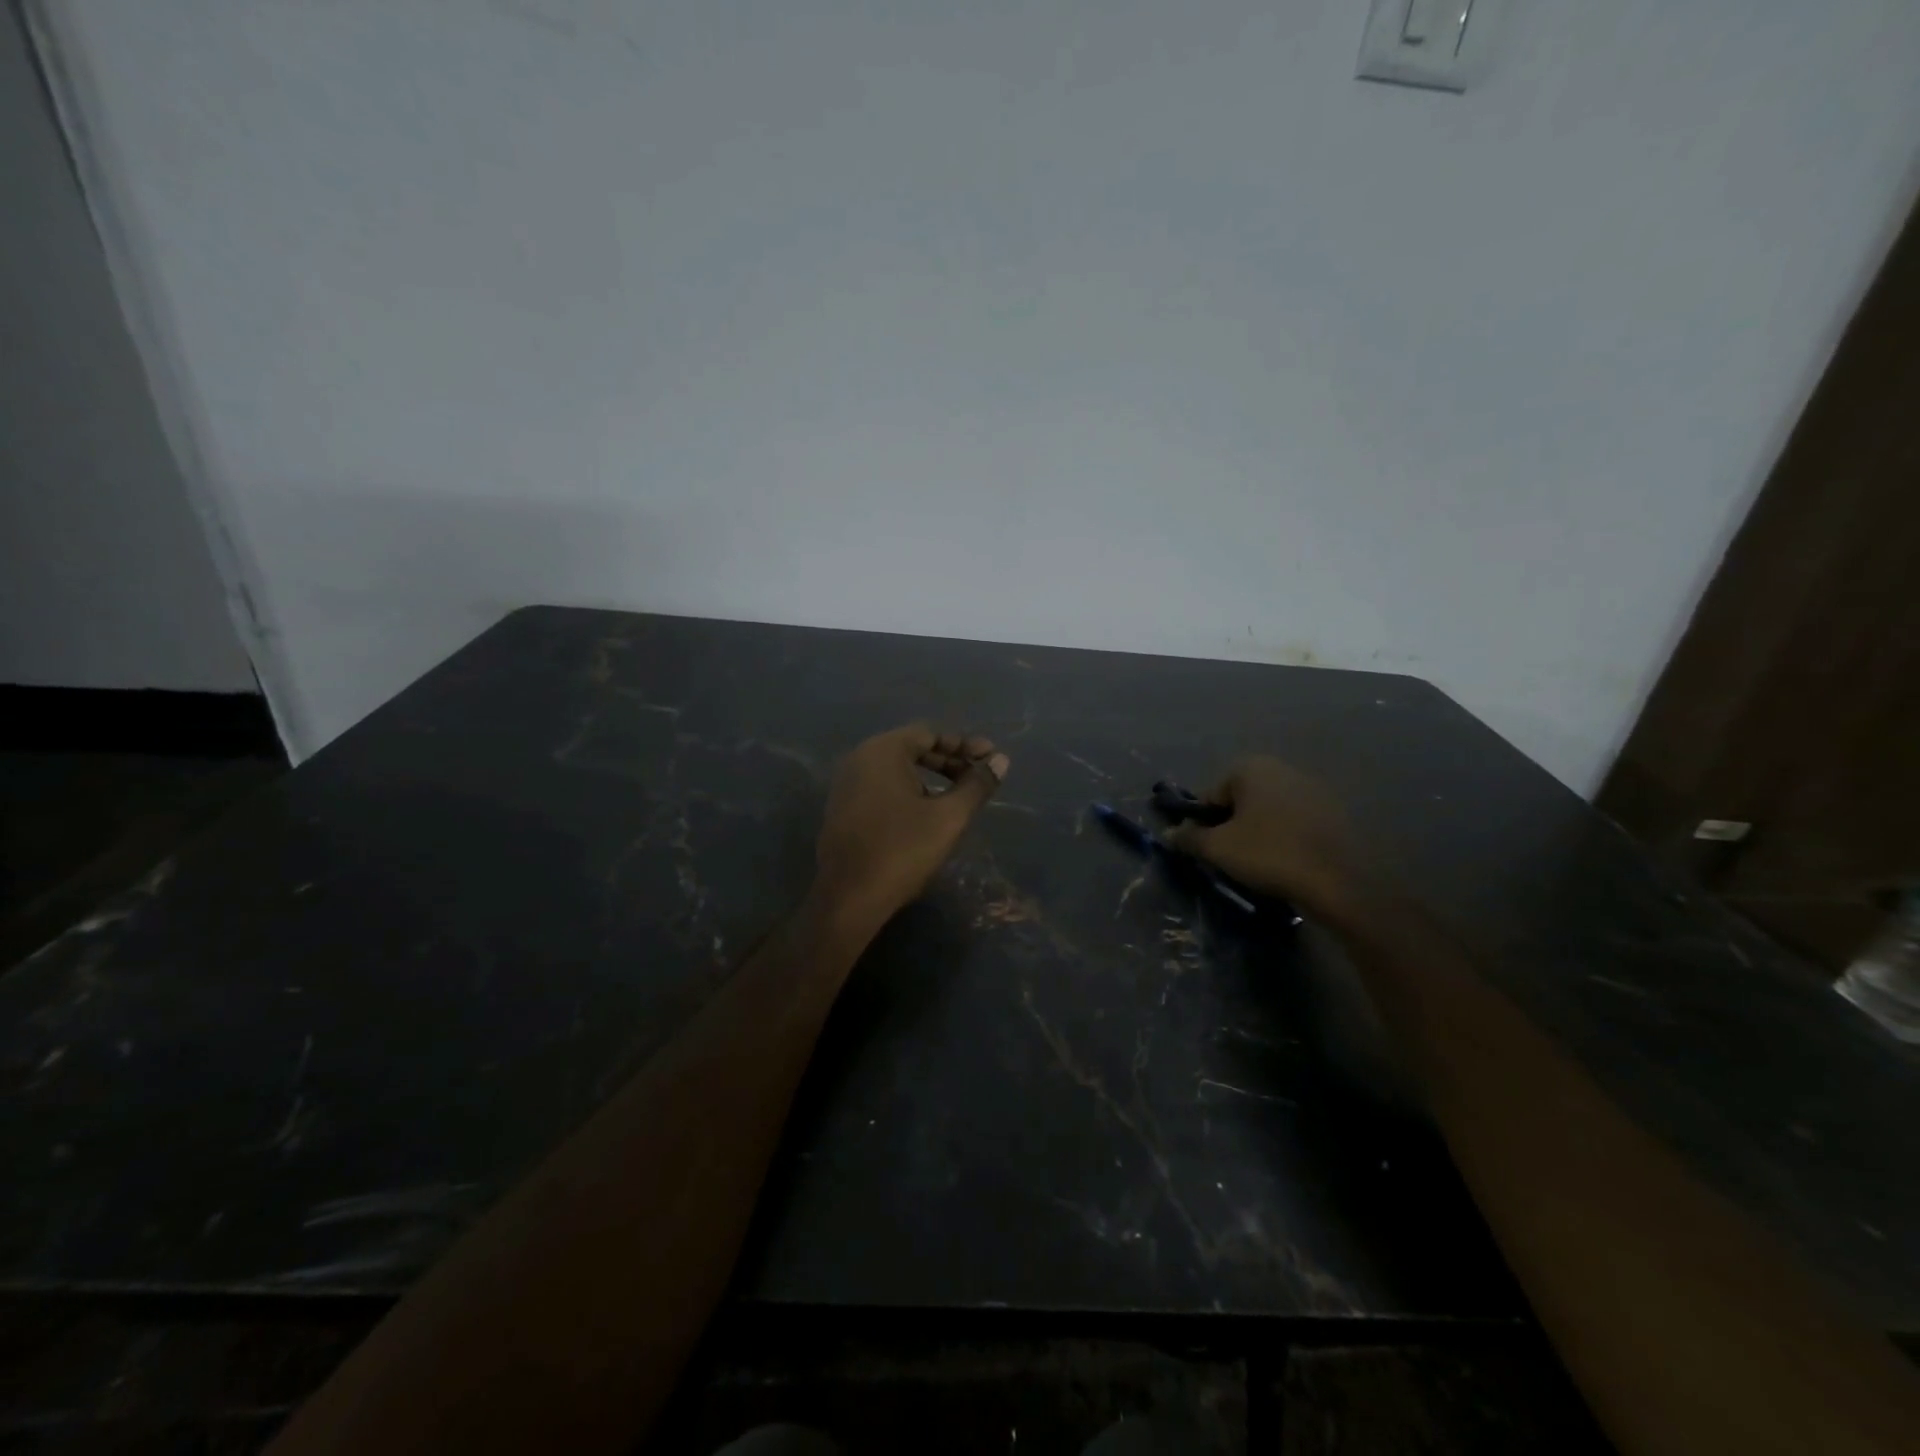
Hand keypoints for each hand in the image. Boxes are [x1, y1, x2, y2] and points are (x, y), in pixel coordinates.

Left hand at [814, 725, 1009, 931]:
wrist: (848, 898)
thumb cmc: (902, 850)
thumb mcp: (949, 817)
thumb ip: (977, 785)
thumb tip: (1001, 760)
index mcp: (883, 751)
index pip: (930, 734)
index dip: (964, 745)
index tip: (991, 759)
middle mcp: (860, 759)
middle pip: (912, 749)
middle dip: (949, 761)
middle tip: (978, 777)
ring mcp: (847, 784)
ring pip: (897, 770)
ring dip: (930, 778)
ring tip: (958, 796)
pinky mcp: (843, 808)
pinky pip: (882, 787)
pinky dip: (909, 791)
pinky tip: (927, 813)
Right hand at [1162, 756, 1371, 922]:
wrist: (1341, 881)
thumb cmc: (1270, 854)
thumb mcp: (1218, 849)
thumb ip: (1189, 838)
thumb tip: (1170, 834)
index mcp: (1250, 767)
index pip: (1210, 796)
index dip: (1202, 825)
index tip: (1206, 851)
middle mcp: (1281, 768)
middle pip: (1240, 800)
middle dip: (1231, 826)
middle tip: (1231, 858)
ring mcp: (1312, 788)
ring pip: (1268, 811)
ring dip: (1258, 832)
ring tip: (1260, 864)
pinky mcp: (1334, 811)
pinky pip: (1295, 822)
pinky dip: (1285, 837)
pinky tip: (1287, 863)